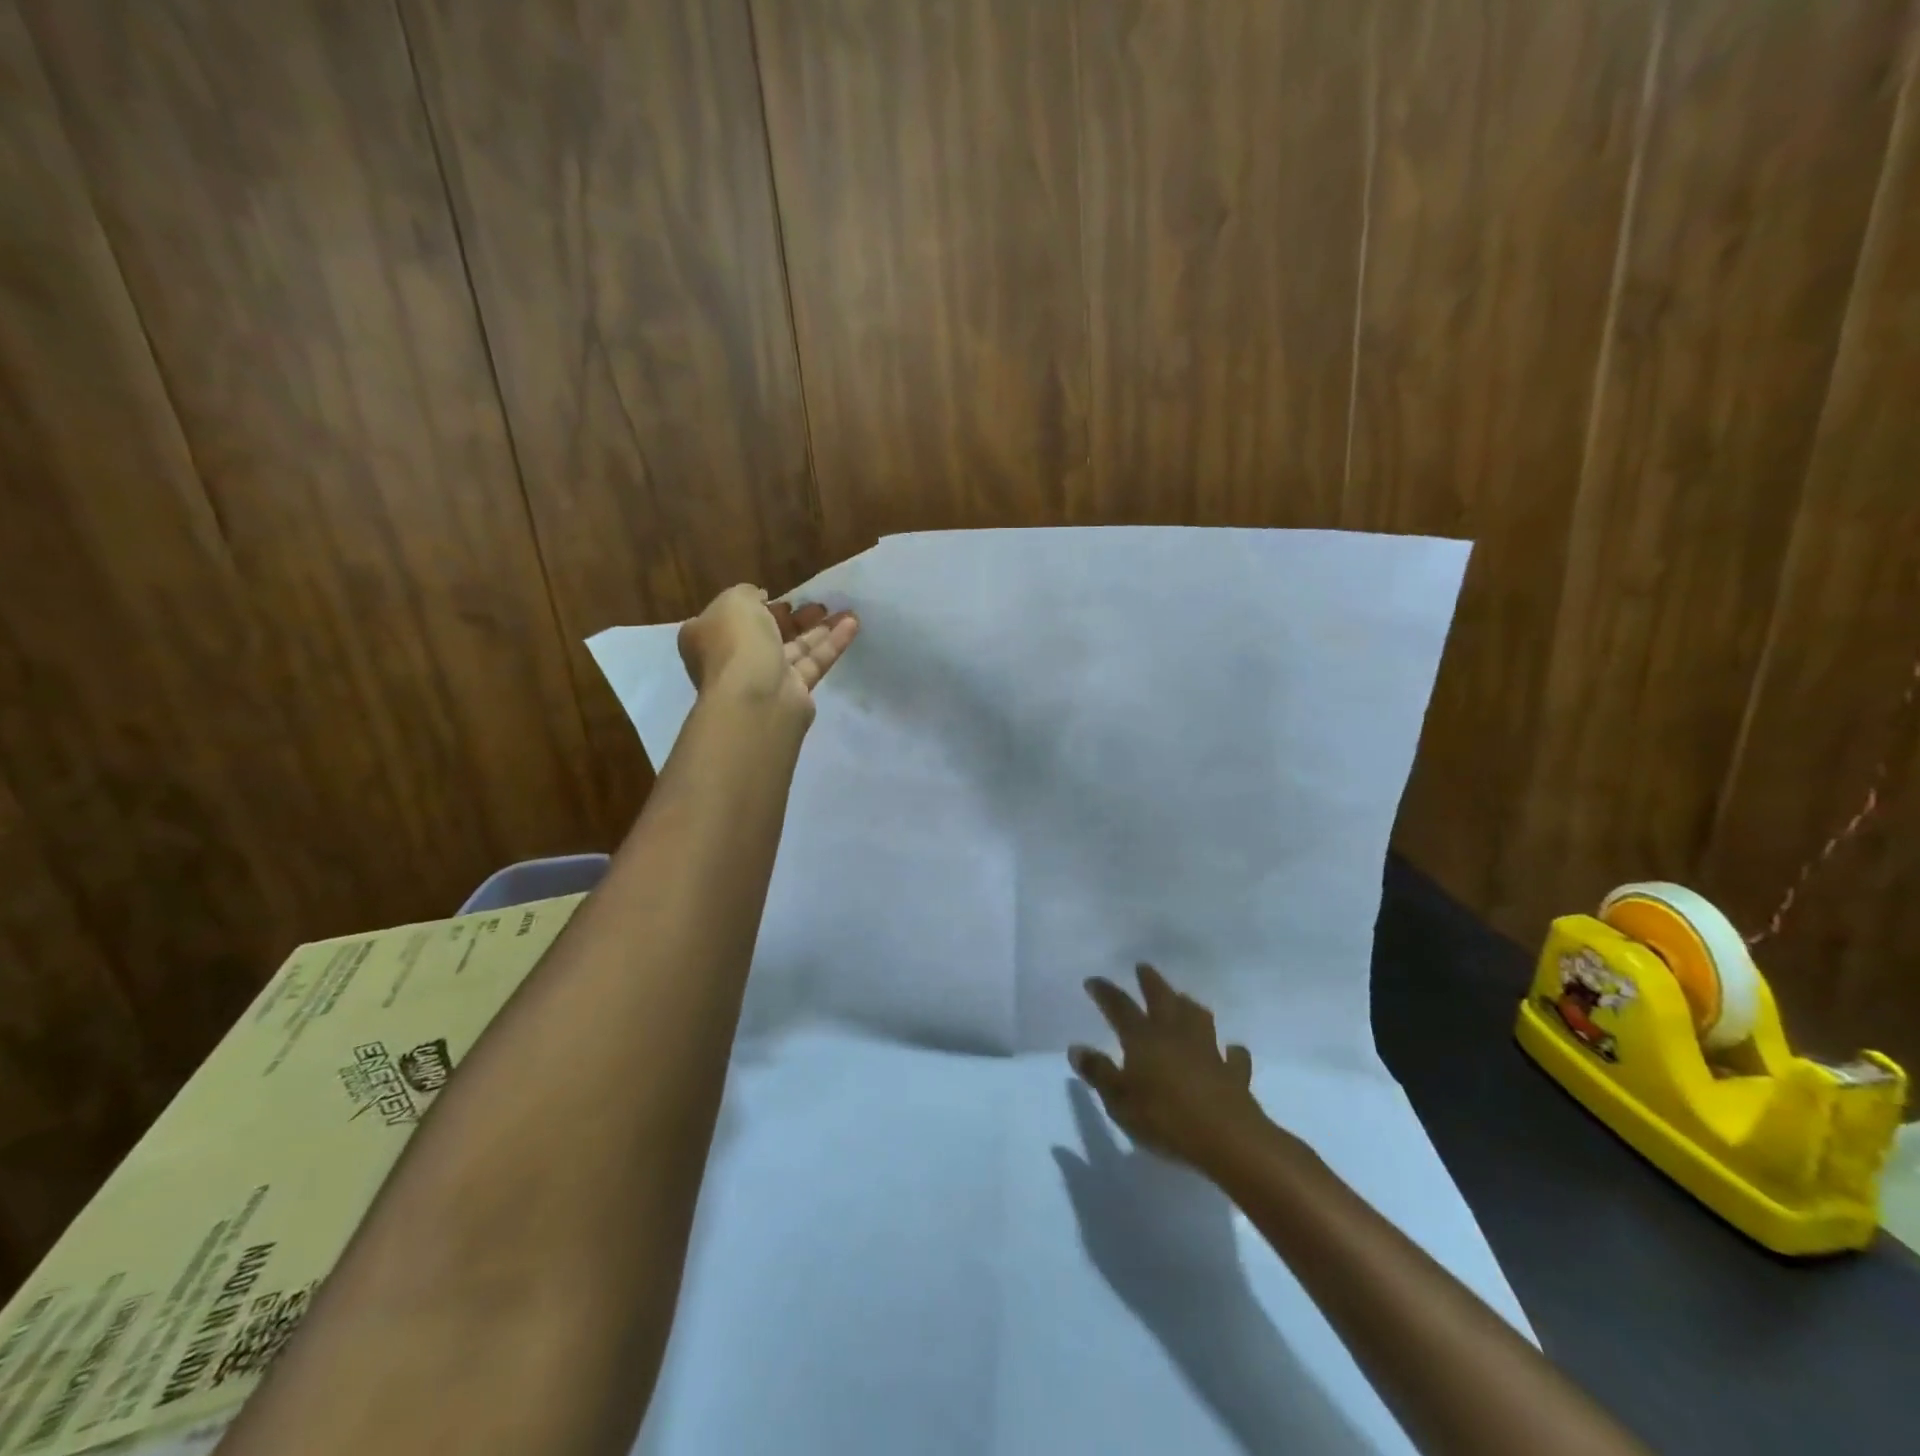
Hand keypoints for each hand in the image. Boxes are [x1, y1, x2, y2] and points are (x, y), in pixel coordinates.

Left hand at [677, 584, 859, 719]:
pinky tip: (853, 624)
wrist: (756, 698)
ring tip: (845, 610)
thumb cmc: (736, 643)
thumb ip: (748, 593)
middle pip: (767, 633)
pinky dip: (833, 643)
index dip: (755, 605)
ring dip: (819, 628)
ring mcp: (764, 678)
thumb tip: (760, 598)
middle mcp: (733, 658)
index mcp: (708, 636)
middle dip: (792, 618)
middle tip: (816, 605)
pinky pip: (814, 662)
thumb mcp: (735, 601)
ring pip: (795, 648)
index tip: (777, 596)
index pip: (732, 617)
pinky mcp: (794, 692)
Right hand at [1069, 964, 1265, 1172]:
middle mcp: (1175, 1035)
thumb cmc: (1164, 1119)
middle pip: (1162, 999)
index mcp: (1143, 1038)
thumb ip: (1099, 1073)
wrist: (1227, 1138)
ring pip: (1198, 1018)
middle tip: (1143, 968)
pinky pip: (1233, 1056)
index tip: (1094, 980)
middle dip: (1150, 982)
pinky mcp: (1233, 1073)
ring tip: (1184, 999)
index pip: (1120, 1007)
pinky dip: (1231, 1051)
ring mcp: (1208, 1051)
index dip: (1105, 993)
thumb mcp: (1119, 1101)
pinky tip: (1231, 1050)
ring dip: (1189, 1006)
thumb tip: (1076, 1048)